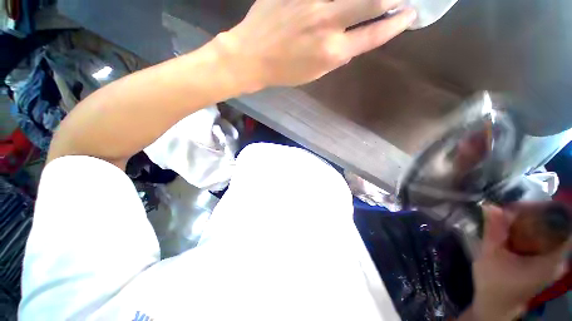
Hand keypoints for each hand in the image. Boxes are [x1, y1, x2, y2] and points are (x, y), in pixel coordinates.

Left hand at [215, 0, 415, 90]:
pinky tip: (334, 4)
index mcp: (332, 52)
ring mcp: (311, 1)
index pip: (375, 34)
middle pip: (373, 0)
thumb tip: (355, 40)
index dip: (396, 24)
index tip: (409, 15)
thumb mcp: (314, 73)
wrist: (252, 57)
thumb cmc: (284, 72)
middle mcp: (328, 23)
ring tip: (374, 0)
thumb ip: (337, 56)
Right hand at [471, 205, 569, 320]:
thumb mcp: (490, 256)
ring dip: (532, 222)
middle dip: (535, 215)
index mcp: (551, 260)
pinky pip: (545, 240)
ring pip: (550, 232)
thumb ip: (493, 231)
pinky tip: (514, 231)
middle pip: (556, 227)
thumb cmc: (493, 283)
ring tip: (509, 219)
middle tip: (510, 211)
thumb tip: (490, 205)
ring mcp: (554, 263)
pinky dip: (532, 231)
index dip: (547, 210)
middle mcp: (559, 260)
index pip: (564, 225)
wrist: (495, 305)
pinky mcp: (547, 264)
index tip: (523, 206)